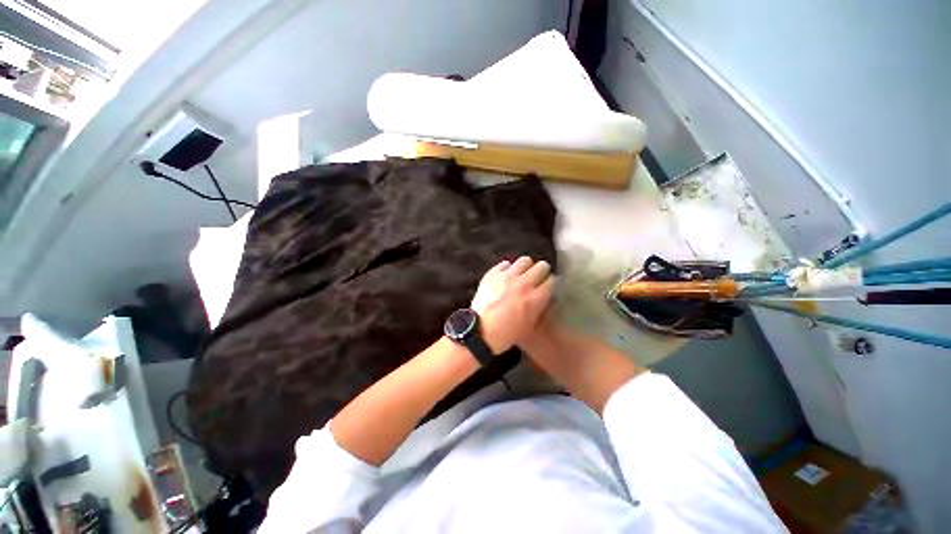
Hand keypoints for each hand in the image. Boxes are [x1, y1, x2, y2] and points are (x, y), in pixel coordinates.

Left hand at [470, 256, 554, 353]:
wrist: (481, 331)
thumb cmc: (508, 334)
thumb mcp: (531, 325)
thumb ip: (540, 307)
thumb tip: (542, 296)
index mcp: (536, 297)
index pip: (551, 280)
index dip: (549, 284)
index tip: (545, 287)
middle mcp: (524, 283)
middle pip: (542, 266)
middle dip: (541, 272)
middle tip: (535, 279)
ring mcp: (507, 276)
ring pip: (525, 260)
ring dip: (525, 267)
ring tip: (521, 274)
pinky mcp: (493, 273)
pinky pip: (505, 264)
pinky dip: (507, 269)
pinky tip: (505, 276)